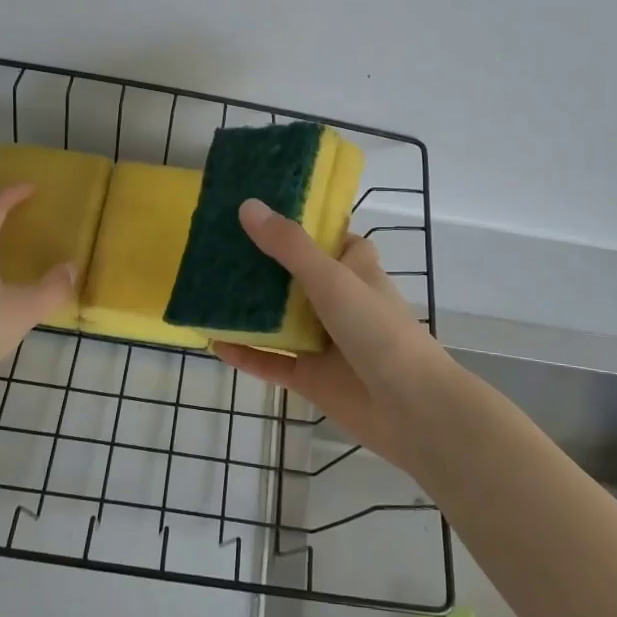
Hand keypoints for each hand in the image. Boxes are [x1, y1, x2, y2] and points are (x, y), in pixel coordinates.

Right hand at [211, 199, 454, 476]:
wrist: (411, 409)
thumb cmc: (378, 330)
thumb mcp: (332, 279)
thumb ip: (289, 246)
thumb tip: (248, 206)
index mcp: (353, 269)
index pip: (329, 237)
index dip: (300, 222)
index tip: (260, 208)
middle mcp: (338, 300)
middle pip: (294, 276)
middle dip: (260, 264)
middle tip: (216, 244)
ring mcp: (323, 340)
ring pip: (279, 319)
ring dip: (248, 308)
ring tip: (205, 289)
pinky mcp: (310, 377)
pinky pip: (271, 361)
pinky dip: (245, 352)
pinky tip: (212, 342)